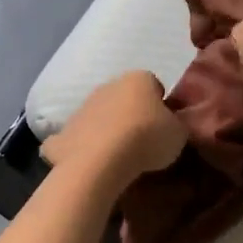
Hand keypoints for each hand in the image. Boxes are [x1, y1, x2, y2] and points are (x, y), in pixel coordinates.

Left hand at [42, 71, 187, 177]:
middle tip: (143, 142)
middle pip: (124, 98)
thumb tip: (168, 124)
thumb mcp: (179, 133)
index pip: (154, 85)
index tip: (164, 127)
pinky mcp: (63, 132)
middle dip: (132, 115)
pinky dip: (84, 147)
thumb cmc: (146, 138)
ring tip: (119, 157)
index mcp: (138, 79)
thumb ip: (175, 124)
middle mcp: (107, 85)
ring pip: (100, 115)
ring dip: (108, 130)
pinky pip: (77, 138)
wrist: (100, 160)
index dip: (160, 106)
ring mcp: (82, 107)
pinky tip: (93, 163)